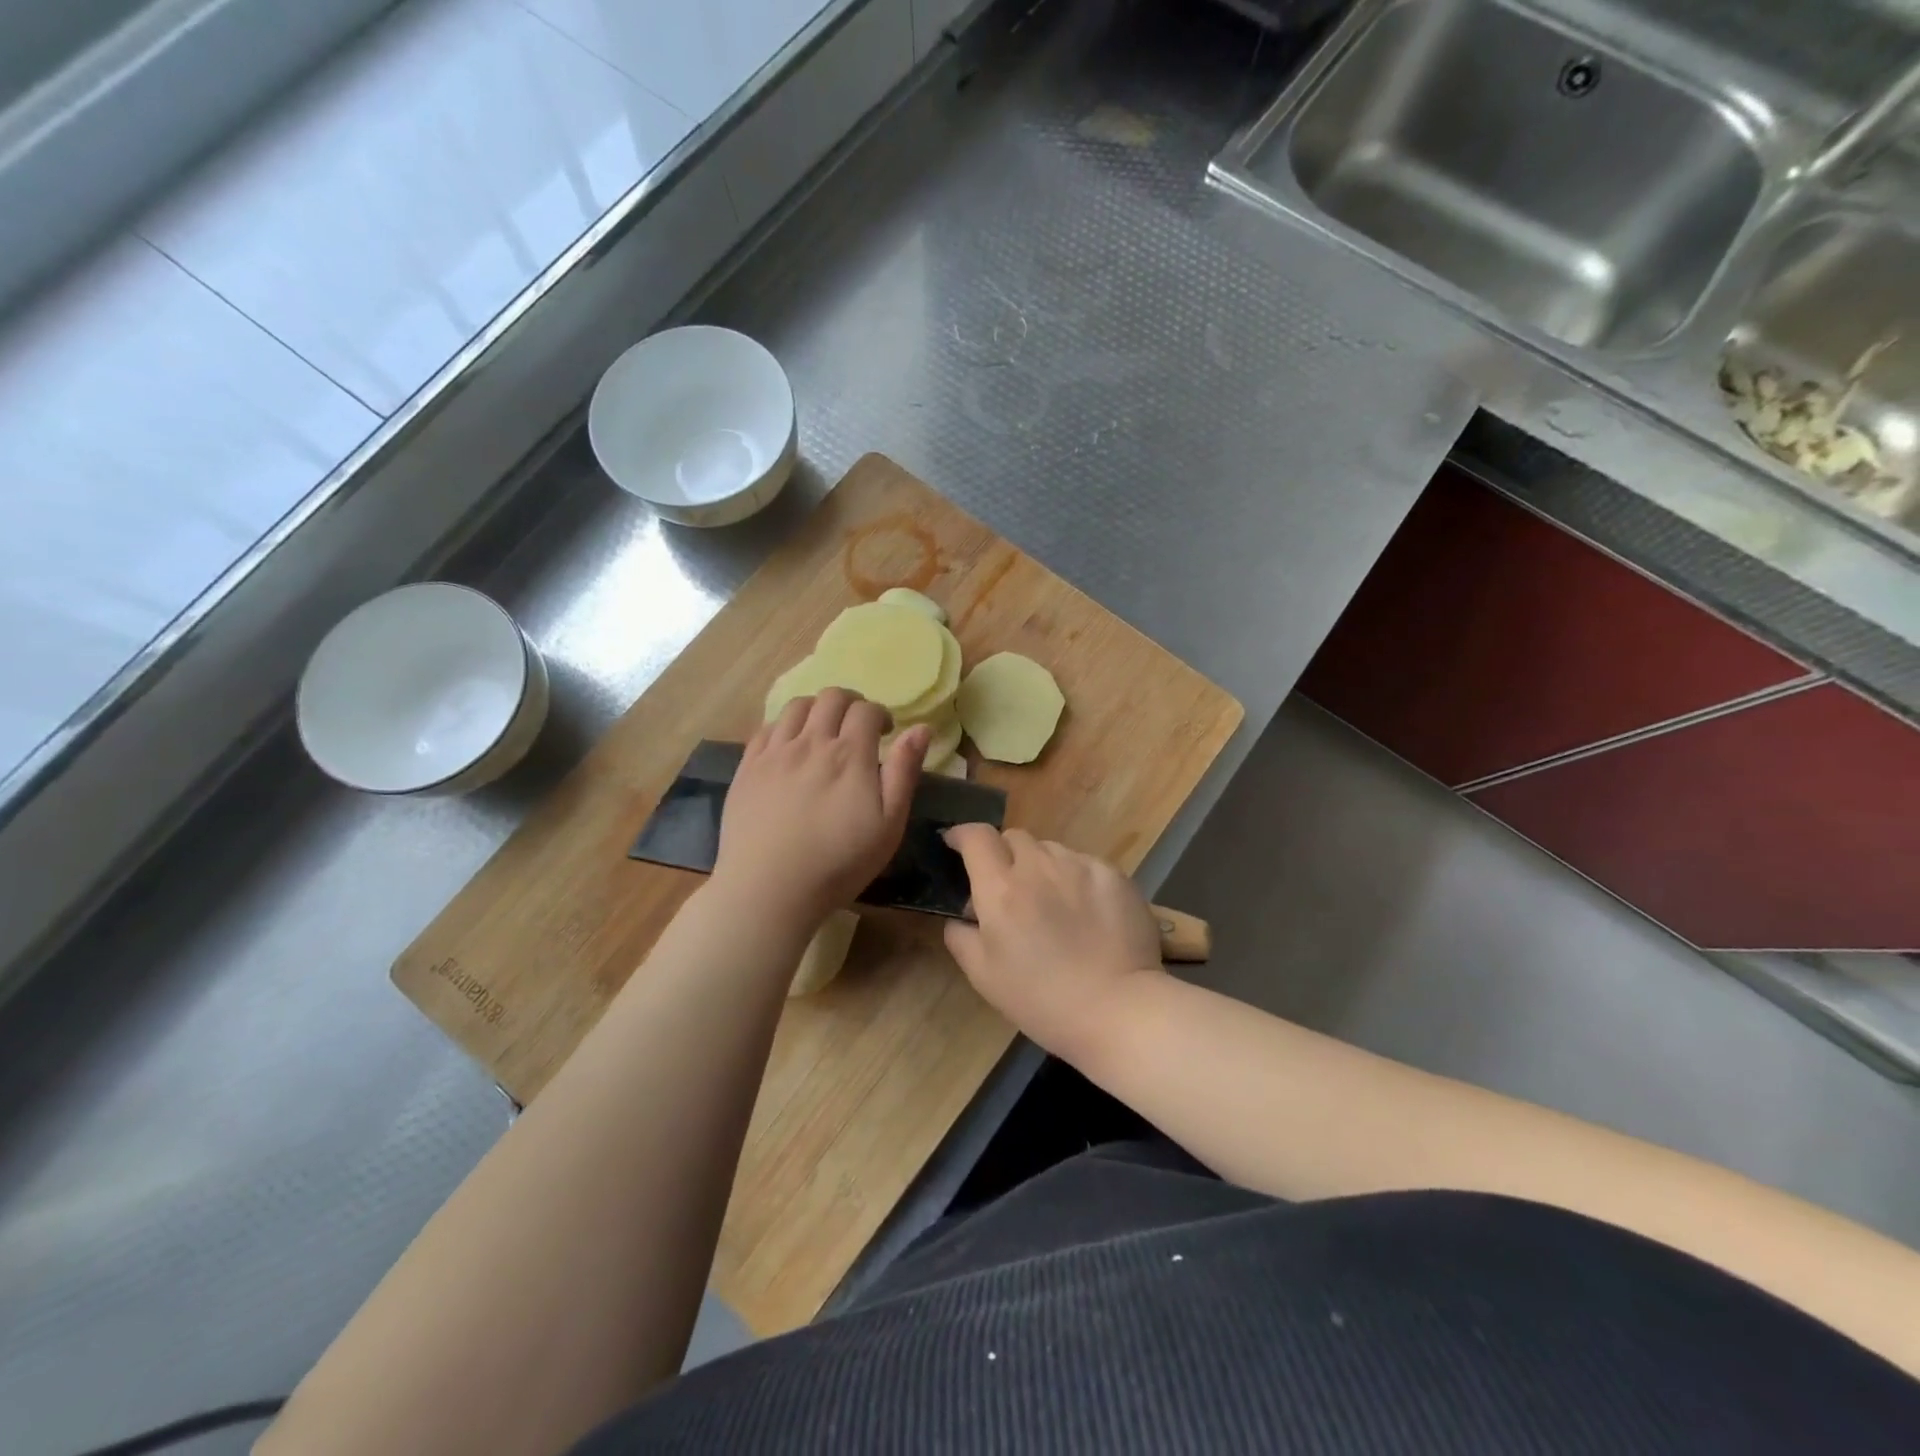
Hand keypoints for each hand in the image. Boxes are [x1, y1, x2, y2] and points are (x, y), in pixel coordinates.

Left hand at [713, 689, 929, 930]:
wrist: (769, 889)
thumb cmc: (839, 863)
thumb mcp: (888, 824)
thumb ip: (905, 772)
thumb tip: (921, 728)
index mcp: (850, 754)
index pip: (866, 710)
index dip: (880, 714)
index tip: (885, 732)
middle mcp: (811, 742)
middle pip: (831, 697)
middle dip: (850, 704)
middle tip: (856, 727)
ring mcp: (774, 752)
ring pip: (796, 706)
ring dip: (816, 709)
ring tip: (822, 732)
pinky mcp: (747, 767)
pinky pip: (766, 728)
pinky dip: (784, 726)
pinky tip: (789, 747)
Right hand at [942, 826, 1164, 1058]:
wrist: (1118, 1009)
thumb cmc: (1042, 1000)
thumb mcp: (984, 977)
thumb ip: (961, 937)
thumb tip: (960, 915)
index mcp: (1001, 889)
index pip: (976, 837)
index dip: (962, 835)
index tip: (957, 843)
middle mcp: (1038, 866)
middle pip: (1014, 838)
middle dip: (1005, 855)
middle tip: (1010, 888)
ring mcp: (1079, 866)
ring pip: (1050, 850)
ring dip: (1042, 867)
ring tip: (1052, 902)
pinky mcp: (1113, 874)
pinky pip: (1084, 864)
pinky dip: (1076, 878)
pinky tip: (1086, 911)